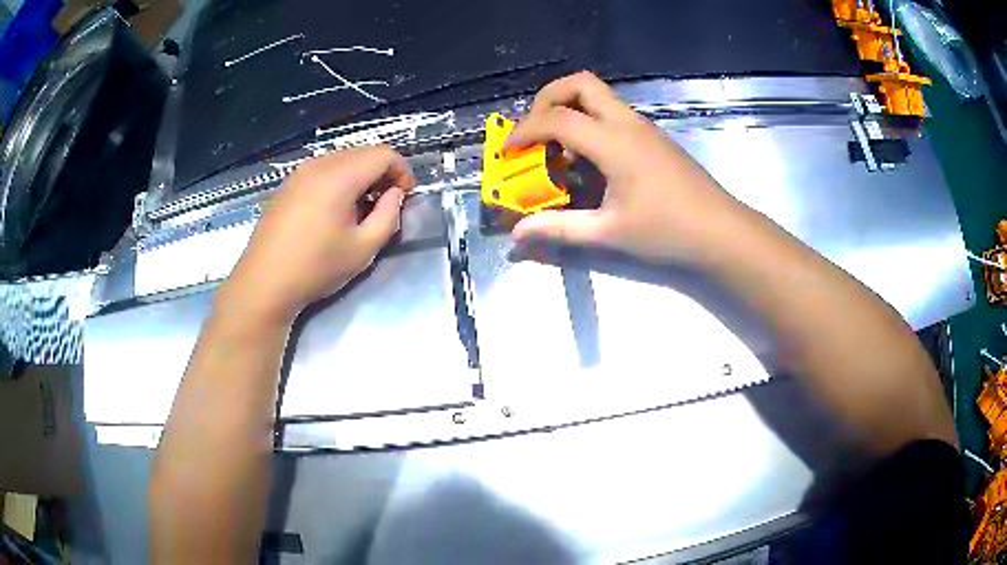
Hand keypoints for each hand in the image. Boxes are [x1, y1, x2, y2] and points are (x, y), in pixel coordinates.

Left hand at [221, 146, 415, 323]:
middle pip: (363, 153)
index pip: (383, 154)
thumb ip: (388, 216)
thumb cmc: (315, 268)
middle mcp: (319, 164)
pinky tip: (334, 211)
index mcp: (339, 176)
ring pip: (342, 160)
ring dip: (360, 177)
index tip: (405, 197)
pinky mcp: (287, 185)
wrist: (264, 283)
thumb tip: (395, 195)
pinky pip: (322, 170)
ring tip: (360, 209)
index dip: (402, 171)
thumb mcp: (363, 249)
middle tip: (386, 204)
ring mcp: (299, 173)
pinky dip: (339, 181)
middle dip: (382, 173)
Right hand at [507, 71, 742, 264]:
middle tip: (534, 130)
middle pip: (580, 83)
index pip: (557, 118)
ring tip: (556, 147)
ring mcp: (643, 127)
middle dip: (547, 98)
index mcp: (614, 142)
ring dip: (569, 109)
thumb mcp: (610, 232)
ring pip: (598, 95)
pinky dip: (589, 122)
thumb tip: (518, 234)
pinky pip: (612, 113)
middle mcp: (627, 124)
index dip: (525, 130)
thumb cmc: (668, 230)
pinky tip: (588, 159)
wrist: (720, 230)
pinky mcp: (652, 137)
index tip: (508, 151)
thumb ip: (560, 229)